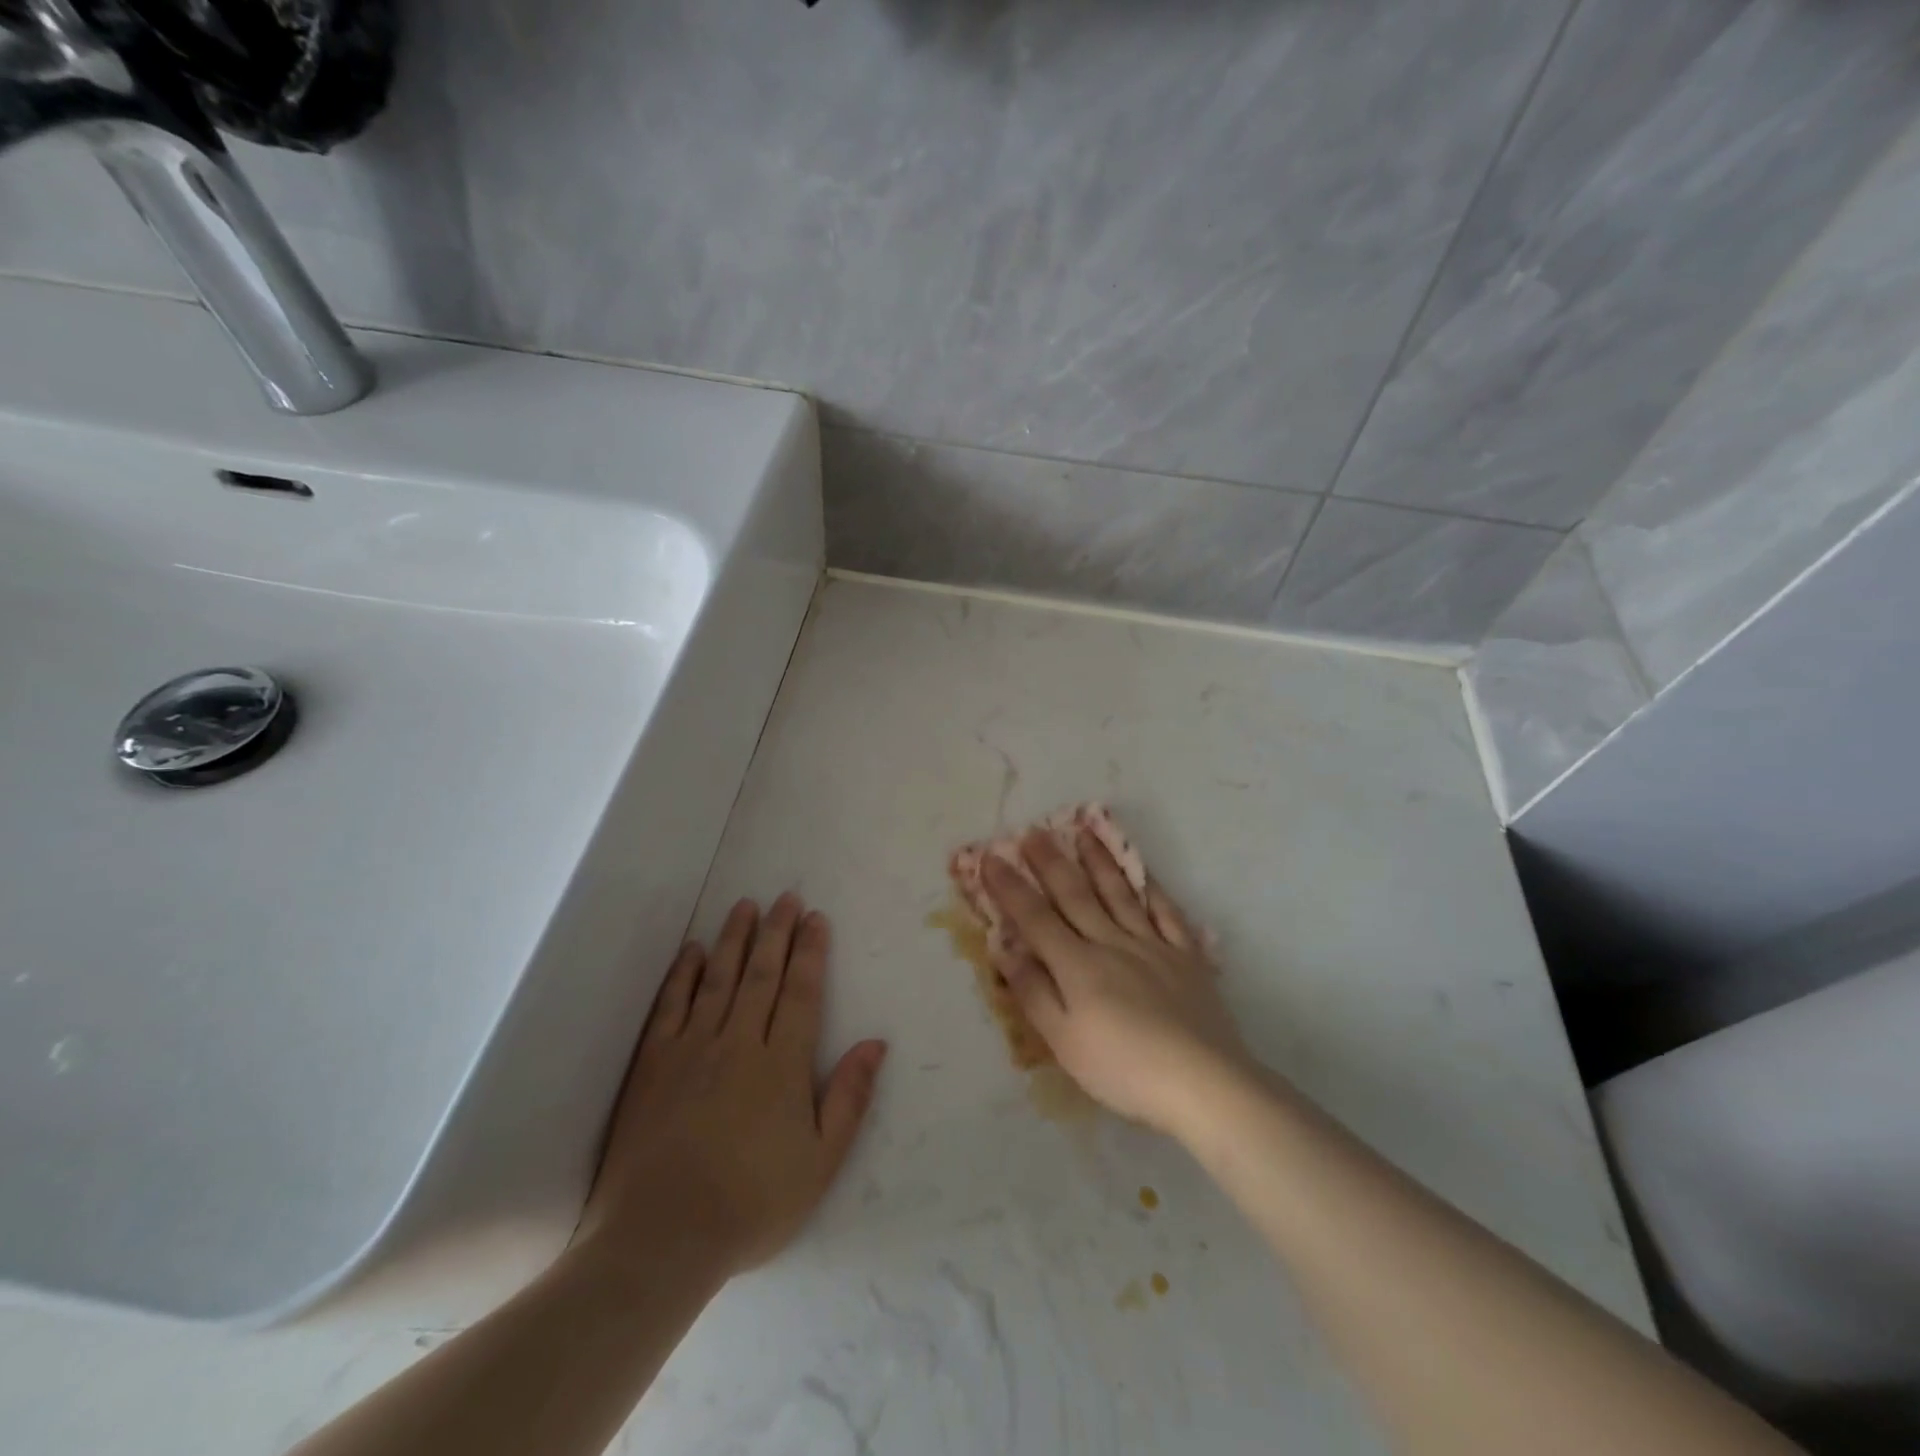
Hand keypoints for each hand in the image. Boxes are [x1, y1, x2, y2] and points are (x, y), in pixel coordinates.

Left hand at [576, 894, 886, 1279]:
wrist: (660, 1239)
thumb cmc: (751, 1204)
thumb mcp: (820, 1163)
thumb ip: (849, 1098)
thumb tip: (876, 1043)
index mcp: (782, 1064)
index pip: (801, 992)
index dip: (811, 952)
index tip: (816, 919)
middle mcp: (738, 1042)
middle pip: (761, 974)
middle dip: (777, 932)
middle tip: (786, 897)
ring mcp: (691, 1049)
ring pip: (718, 978)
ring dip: (733, 938)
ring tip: (745, 905)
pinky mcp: (653, 1063)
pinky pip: (670, 1005)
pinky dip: (683, 974)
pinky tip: (692, 950)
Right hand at [983, 830, 1253, 1135]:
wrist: (1202, 1082)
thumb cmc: (1124, 1069)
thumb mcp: (1064, 1043)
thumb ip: (1034, 993)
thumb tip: (1007, 951)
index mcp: (1078, 965)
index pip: (1035, 918)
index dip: (1010, 887)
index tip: (991, 858)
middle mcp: (1112, 943)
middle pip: (1076, 895)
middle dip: (1051, 862)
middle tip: (1033, 831)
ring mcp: (1153, 946)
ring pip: (1120, 894)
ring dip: (1099, 861)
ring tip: (1085, 832)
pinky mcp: (1186, 957)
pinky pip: (1167, 913)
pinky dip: (1154, 890)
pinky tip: (1145, 874)